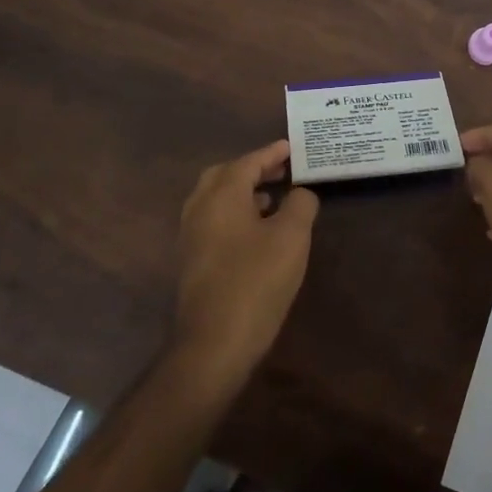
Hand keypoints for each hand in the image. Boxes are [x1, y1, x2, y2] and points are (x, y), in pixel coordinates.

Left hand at [170, 140, 318, 395]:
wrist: (213, 344)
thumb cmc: (255, 281)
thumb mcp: (291, 238)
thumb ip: (300, 204)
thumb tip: (300, 192)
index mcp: (221, 194)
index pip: (249, 161)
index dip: (272, 153)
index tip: (293, 147)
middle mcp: (199, 208)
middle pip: (225, 175)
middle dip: (254, 169)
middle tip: (282, 170)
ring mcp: (191, 236)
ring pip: (216, 199)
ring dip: (244, 192)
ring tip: (275, 198)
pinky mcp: (192, 261)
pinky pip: (214, 221)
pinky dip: (236, 214)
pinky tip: (258, 232)